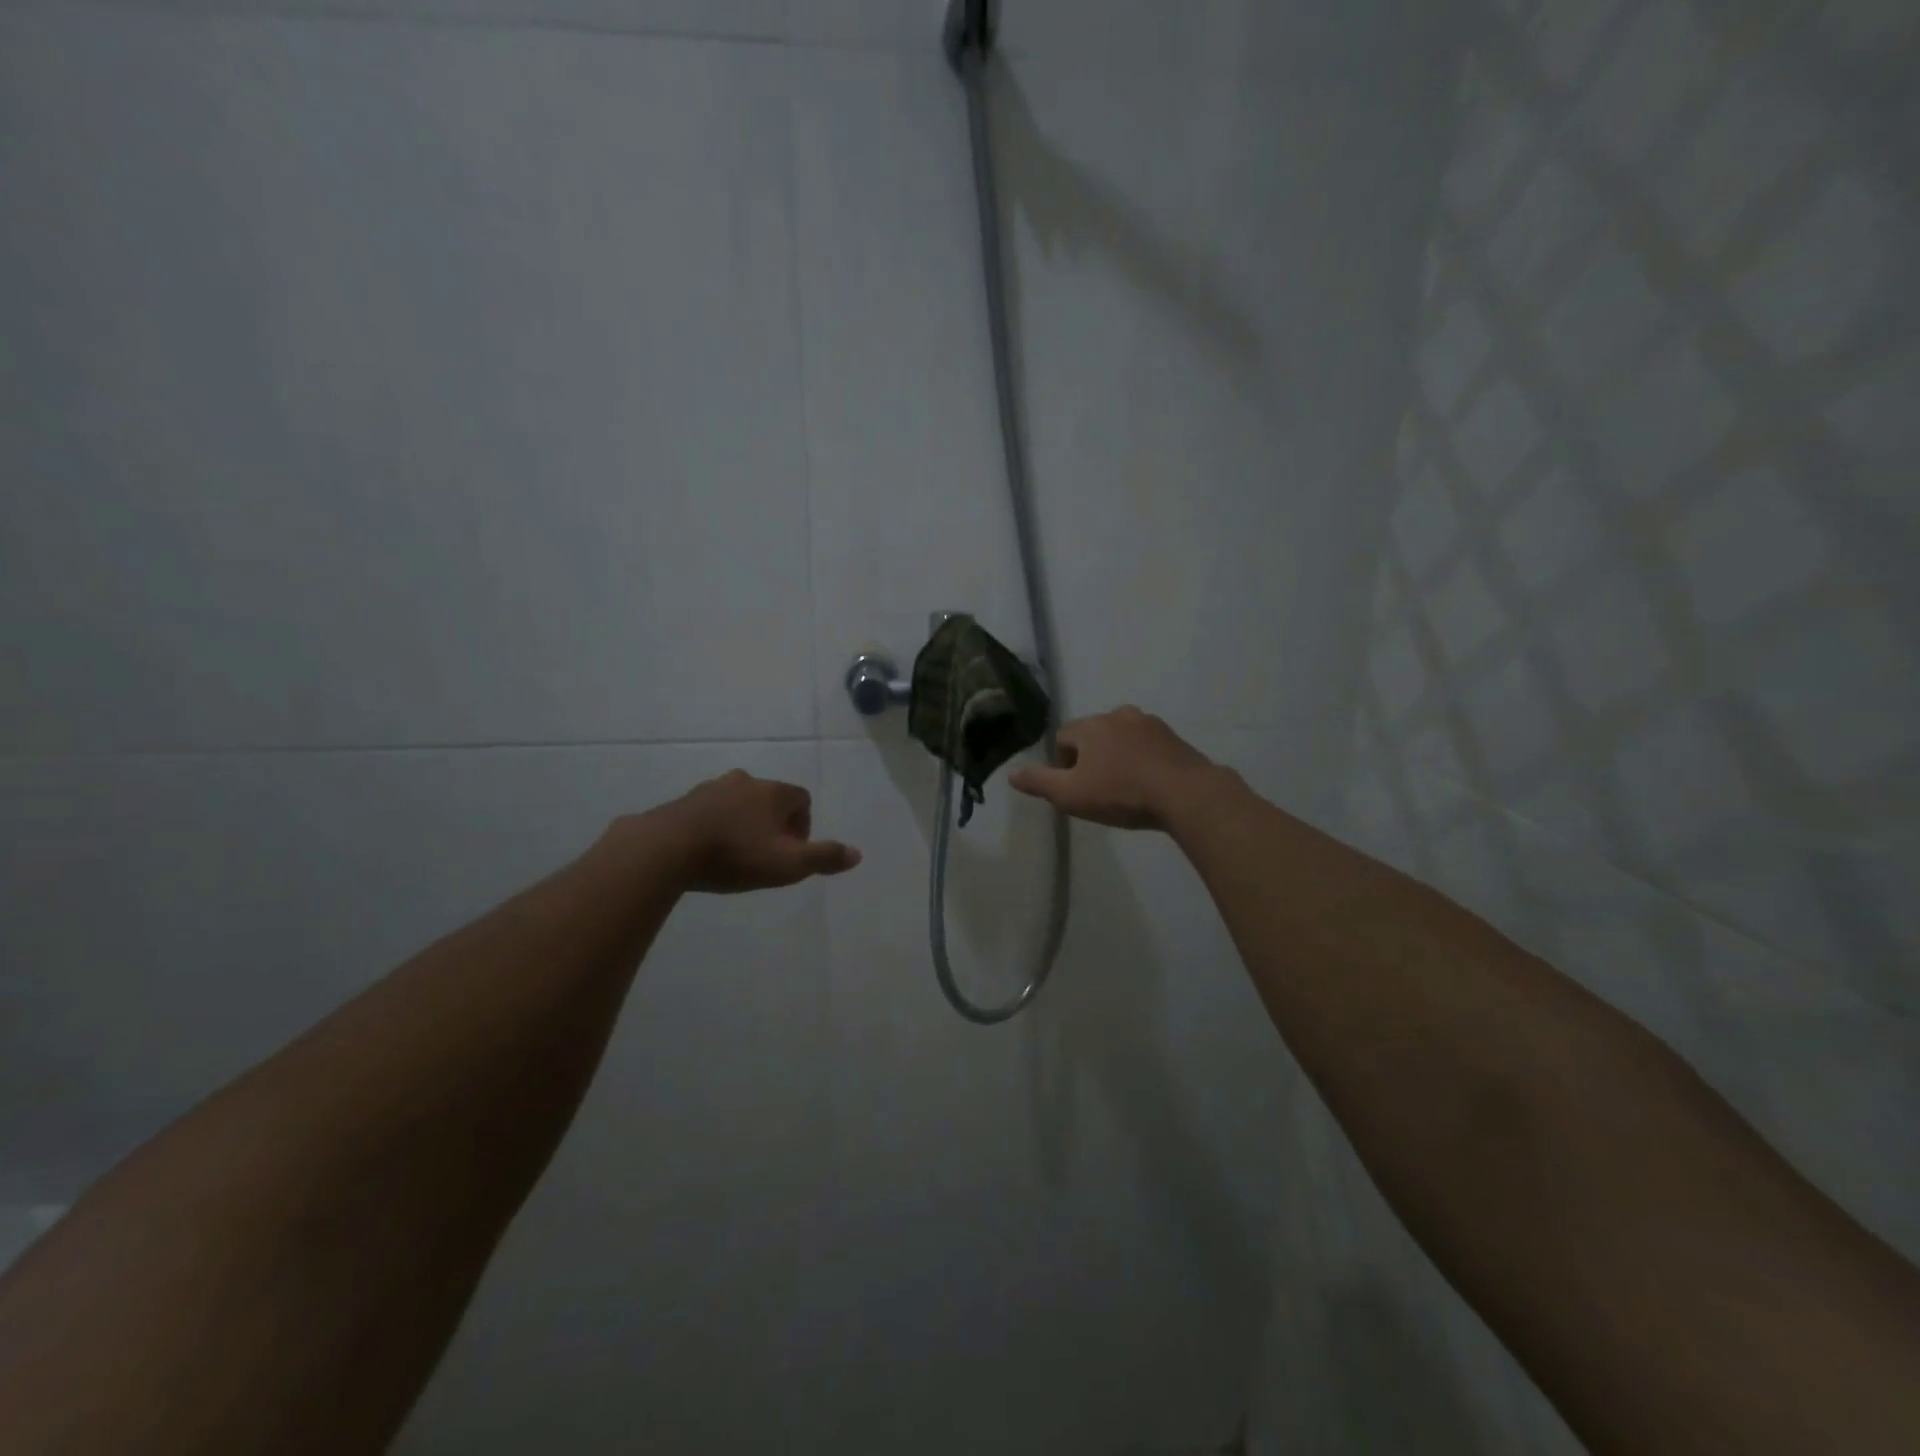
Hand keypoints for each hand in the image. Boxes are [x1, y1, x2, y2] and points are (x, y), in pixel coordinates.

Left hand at [654, 771, 861, 892]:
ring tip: (735, 855)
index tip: (791, 851)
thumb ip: (824, 857)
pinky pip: (709, 812)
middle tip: (765, 854)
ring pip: (737, 803)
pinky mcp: (683, 802)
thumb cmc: (736, 854)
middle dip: (772, 823)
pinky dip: (714, 827)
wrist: (667, 849)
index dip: (802, 825)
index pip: (801, 798)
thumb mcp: (788, 864)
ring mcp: (710, 789)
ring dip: (741, 823)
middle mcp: (744, 782)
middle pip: (769, 798)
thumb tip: (857, 853)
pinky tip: (706, 852)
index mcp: (772, 792)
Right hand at [1009, 706, 1219, 831]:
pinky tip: (1148, 783)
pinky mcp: (1173, 737)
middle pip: (1092, 735)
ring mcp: (1149, 723)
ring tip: (1124, 787)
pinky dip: (1141, 759)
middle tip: (1098, 790)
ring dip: (1117, 756)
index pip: (1063, 738)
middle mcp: (1118, 715)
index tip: (1074, 787)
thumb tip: (1011, 774)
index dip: (1062, 764)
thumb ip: (1039, 783)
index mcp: (1090, 726)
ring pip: (1121, 738)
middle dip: (1090, 758)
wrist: (1186, 794)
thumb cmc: (1121, 794)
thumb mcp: (1071, 795)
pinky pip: (1146, 745)